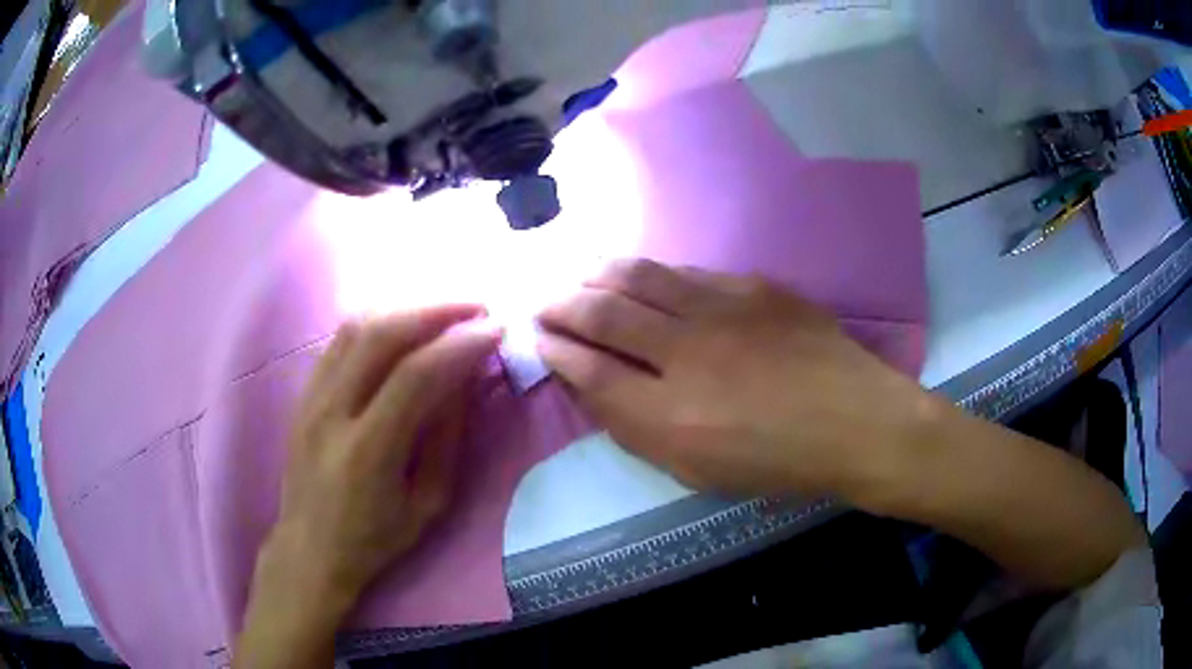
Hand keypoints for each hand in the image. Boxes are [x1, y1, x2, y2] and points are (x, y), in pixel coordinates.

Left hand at [236, 306, 501, 668]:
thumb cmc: (375, 538)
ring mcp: (311, 397)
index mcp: (368, 451)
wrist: (310, 547)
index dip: (460, 344)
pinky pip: (339, 339)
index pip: (417, 374)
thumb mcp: (428, 503)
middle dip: (436, 310)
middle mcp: (332, 412)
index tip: (495, 329)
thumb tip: (465, 378)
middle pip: (382, 334)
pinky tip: (402, 324)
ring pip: (356, 326)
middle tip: (476, 307)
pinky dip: (377, 321)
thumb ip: (447, 438)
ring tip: (444, 310)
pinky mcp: (303, 393)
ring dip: (406, 308)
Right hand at [537, 259, 926, 497]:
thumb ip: (640, 430)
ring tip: (582, 276)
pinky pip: (687, 272)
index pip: (590, 370)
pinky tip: (645, 278)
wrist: (857, 423)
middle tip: (546, 301)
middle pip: (603, 313)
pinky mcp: (753, 286)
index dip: (557, 350)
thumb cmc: (779, 463)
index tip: (540, 337)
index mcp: (670, 417)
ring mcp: (722, 310)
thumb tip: (596, 387)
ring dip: (600, 275)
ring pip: (640, 277)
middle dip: (563, 304)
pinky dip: (654, 274)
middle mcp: (687, 353)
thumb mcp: (698, 472)